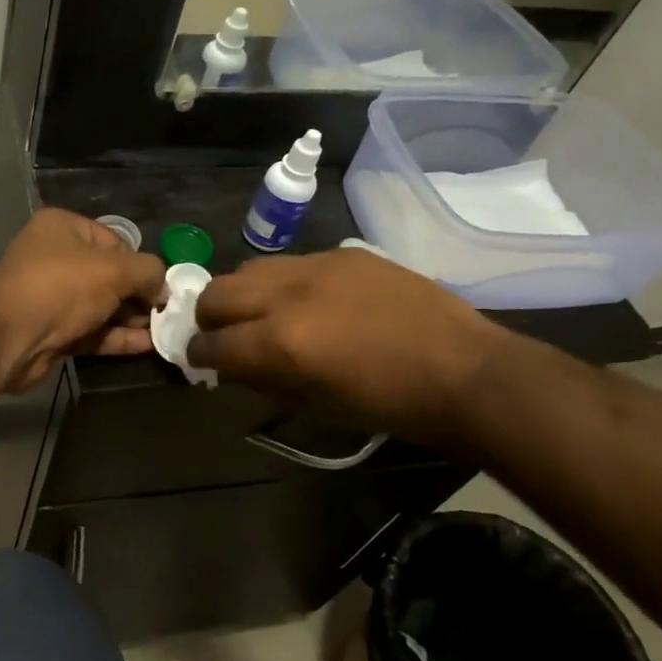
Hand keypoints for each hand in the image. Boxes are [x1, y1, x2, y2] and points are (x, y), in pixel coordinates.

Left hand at [0, 209, 166, 392]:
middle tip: (168, 313)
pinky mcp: (52, 332)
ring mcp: (51, 297)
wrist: (10, 337)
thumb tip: (163, 287)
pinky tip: (148, 346)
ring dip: (131, 319)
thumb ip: (148, 272)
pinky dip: (117, 337)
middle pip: (108, 274)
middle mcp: (54, 258)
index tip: (161, 285)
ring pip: (100, 306)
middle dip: (138, 294)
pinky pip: (92, 331)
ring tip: (166, 331)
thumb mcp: (115, 269)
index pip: (113, 241)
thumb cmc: (62, 286)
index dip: (139, 263)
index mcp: (62, 228)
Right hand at [187, 249, 504, 444]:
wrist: (463, 371)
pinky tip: (308, 302)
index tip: (199, 359)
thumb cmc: (388, 405)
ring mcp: (316, 267)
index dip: (198, 354)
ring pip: (250, 269)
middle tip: (223, 334)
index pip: (213, 343)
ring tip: (260, 312)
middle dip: (209, 317)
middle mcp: (287, 296)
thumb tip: (232, 365)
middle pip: (217, 293)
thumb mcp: (314, 406)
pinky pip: (293, 263)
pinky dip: (283, 284)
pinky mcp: (343, 254)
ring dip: (243, 294)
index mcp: (280, 343)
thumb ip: (263, 380)